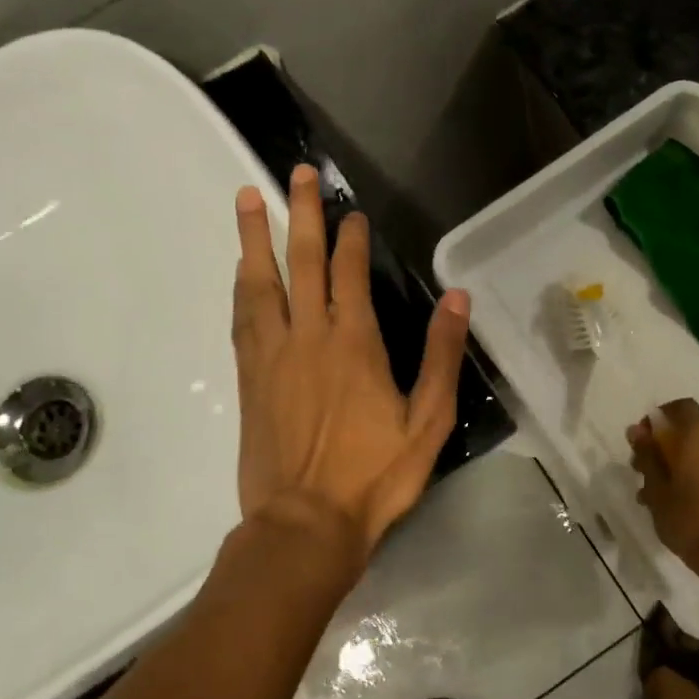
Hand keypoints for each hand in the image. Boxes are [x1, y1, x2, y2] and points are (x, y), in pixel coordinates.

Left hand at [228, 165, 470, 578]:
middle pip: (300, 262)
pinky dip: (242, 286)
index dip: (350, 238)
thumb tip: (457, 297)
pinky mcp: (249, 379)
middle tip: (295, 174)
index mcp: (355, 344)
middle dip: (300, 214)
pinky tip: (241, 271)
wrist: (304, 524)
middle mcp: (309, 337)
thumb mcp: (429, 420)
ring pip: (260, 283)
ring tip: (248, 199)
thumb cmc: (376, 475)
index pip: (350, 274)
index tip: (351, 212)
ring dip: (255, 238)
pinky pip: (242, 318)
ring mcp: (272, 356)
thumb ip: (442, 355)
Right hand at [627, 399, 698, 573]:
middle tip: (644, 471)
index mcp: (698, 436)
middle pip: (690, 431)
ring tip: (659, 494)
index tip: (644, 438)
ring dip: (680, 463)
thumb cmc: (688, 519)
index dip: (661, 416)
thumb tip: (637, 430)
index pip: (681, 407)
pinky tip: (684, 503)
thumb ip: (647, 455)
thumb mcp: (657, 489)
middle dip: (666, 445)